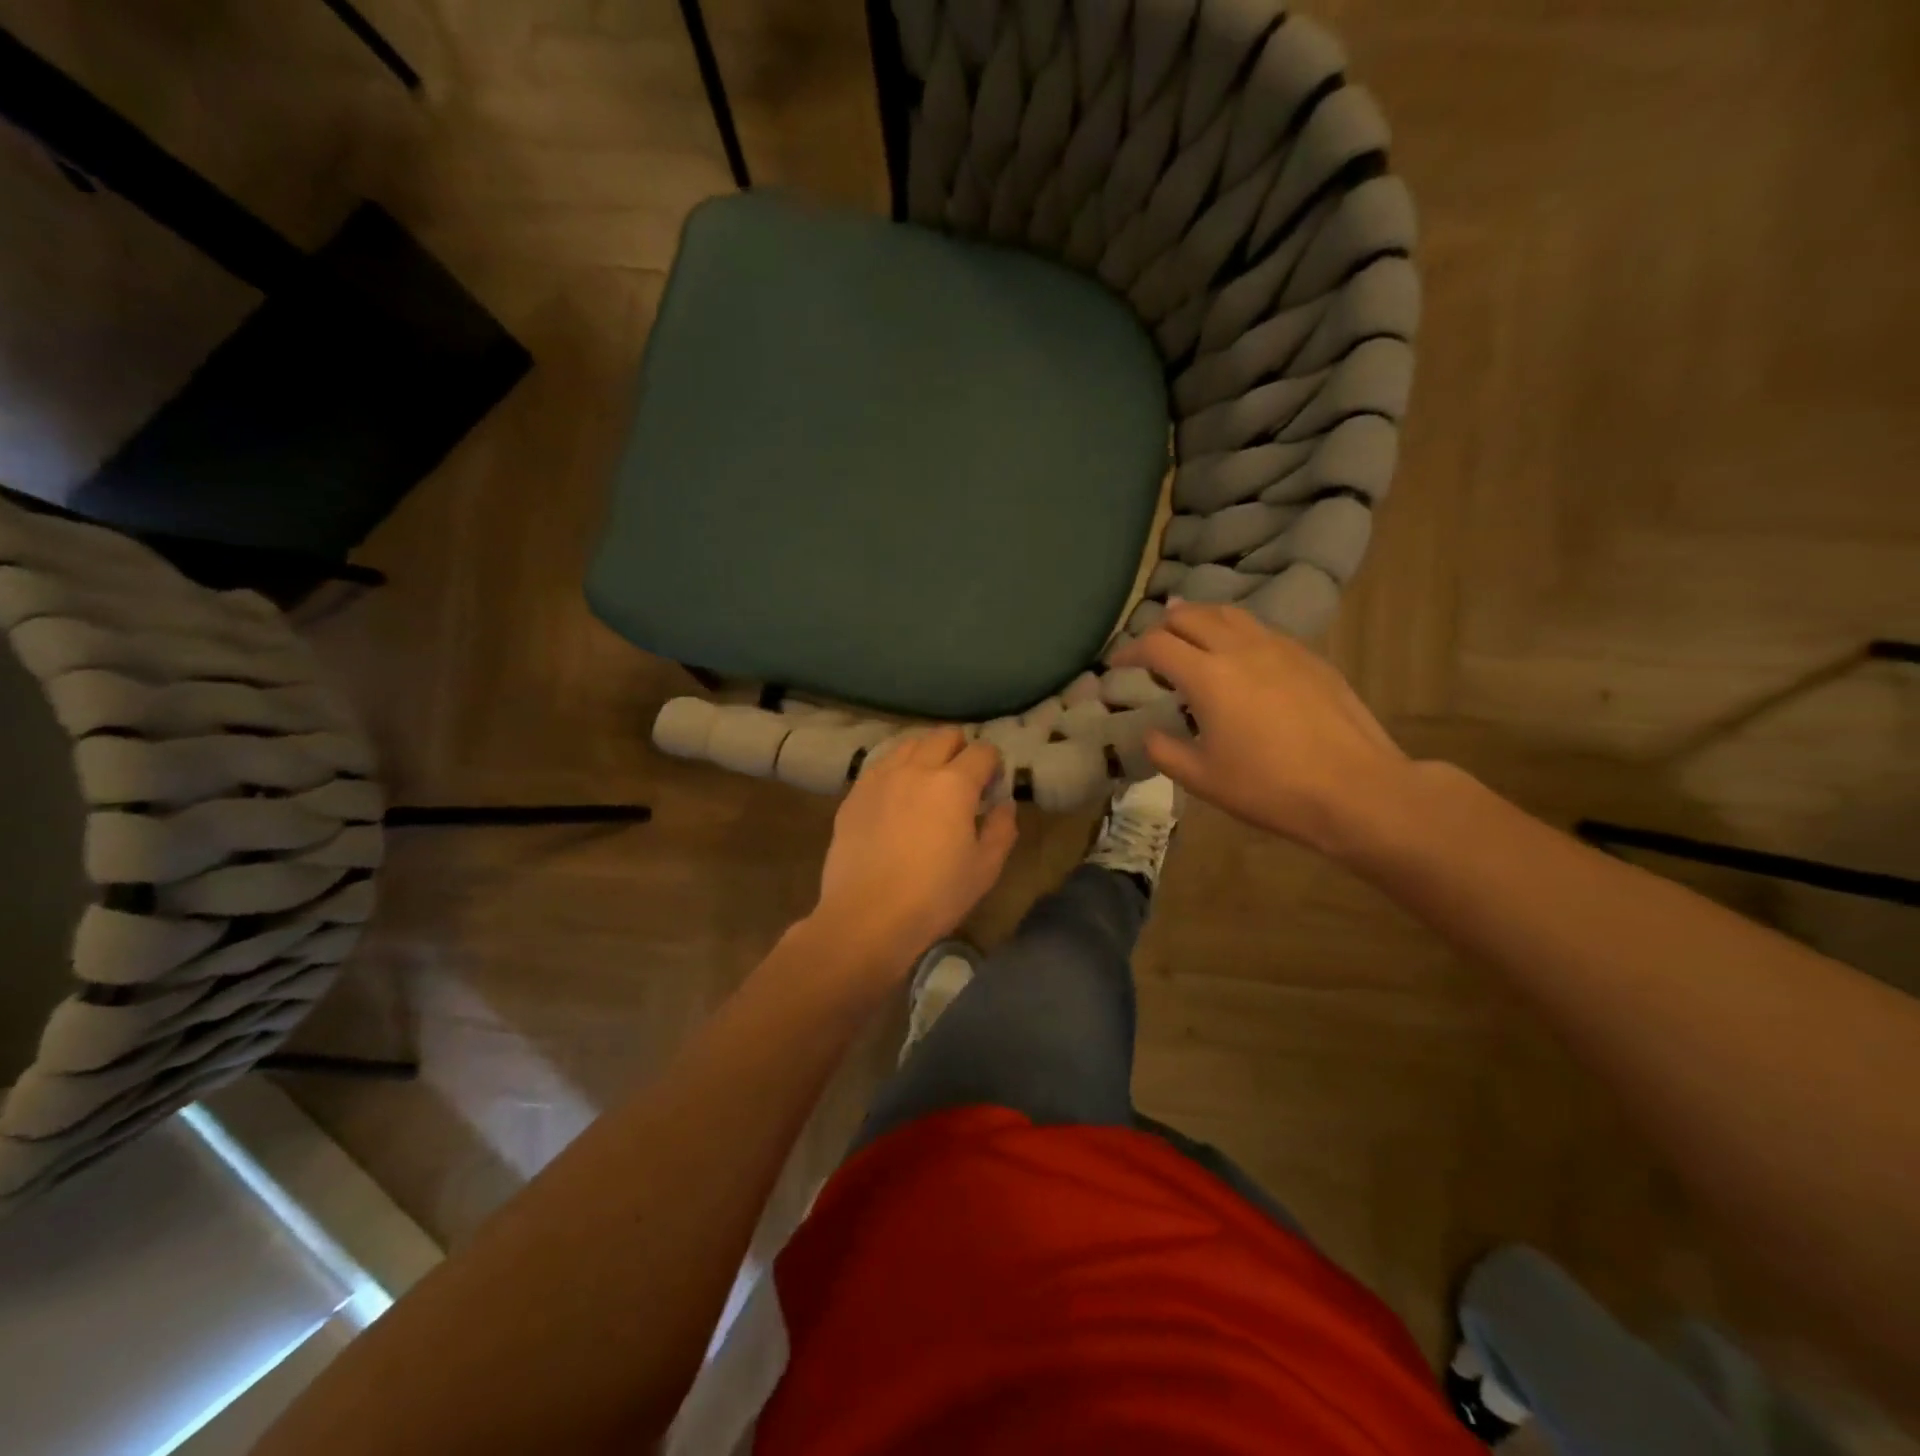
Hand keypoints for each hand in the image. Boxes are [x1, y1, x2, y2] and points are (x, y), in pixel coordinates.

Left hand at [810, 726, 1017, 975]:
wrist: (866, 916)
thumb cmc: (934, 896)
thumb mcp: (984, 869)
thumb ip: (1001, 829)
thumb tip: (1004, 804)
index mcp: (954, 784)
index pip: (982, 751)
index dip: (993, 764)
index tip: (992, 786)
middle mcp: (916, 768)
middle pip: (944, 736)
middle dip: (960, 748)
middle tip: (963, 779)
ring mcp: (881, 777)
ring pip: (909, 743)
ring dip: (927, 752)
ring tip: (928, 781)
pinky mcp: (855, 793)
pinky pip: (881, 764)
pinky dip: (897, 768)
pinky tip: (897, 794)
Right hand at [1110, 602, 1416, 860]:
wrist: (1355, 789)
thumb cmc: (1270, 788)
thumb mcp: (1203, 779)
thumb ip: (1165, 751)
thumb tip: (1150, 733)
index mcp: (1208, 676)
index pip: (1156, 645)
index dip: (1129, 650)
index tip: (1116, 663)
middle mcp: (1240, 649)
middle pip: (1191, 615)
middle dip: (1162, 626)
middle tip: (1152, 648)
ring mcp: (1279, 648)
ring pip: (1229, 614)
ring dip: (1200, 619)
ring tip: (1190, 635)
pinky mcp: (1309, 657)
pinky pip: (1261, 630)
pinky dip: (1235, 632)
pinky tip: (1239, 656)